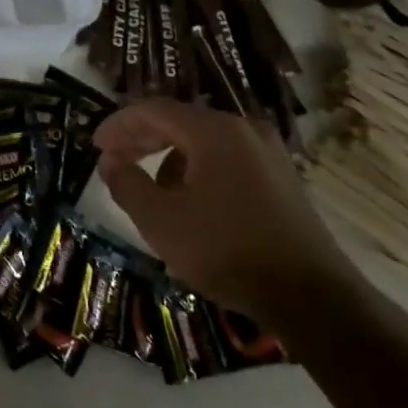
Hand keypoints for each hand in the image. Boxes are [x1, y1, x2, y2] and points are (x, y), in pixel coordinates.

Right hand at [94, 100, 365, 327]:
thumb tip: (109, 161)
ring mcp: (268, 153)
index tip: (95, 145)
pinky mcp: (282, 179)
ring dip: (168, 157)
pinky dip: (197, 170)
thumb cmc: (226, 250)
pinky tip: (190, 204)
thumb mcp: (161, 220)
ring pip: (203, 142)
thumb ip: (126, 183)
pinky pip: (227, 160)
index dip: (118, 124)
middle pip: (180, 120)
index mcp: (214, 131)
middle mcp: (244, 130)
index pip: (153, 110)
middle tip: (113, 160)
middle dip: (141, 138)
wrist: (312, 297)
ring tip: (150, 190)